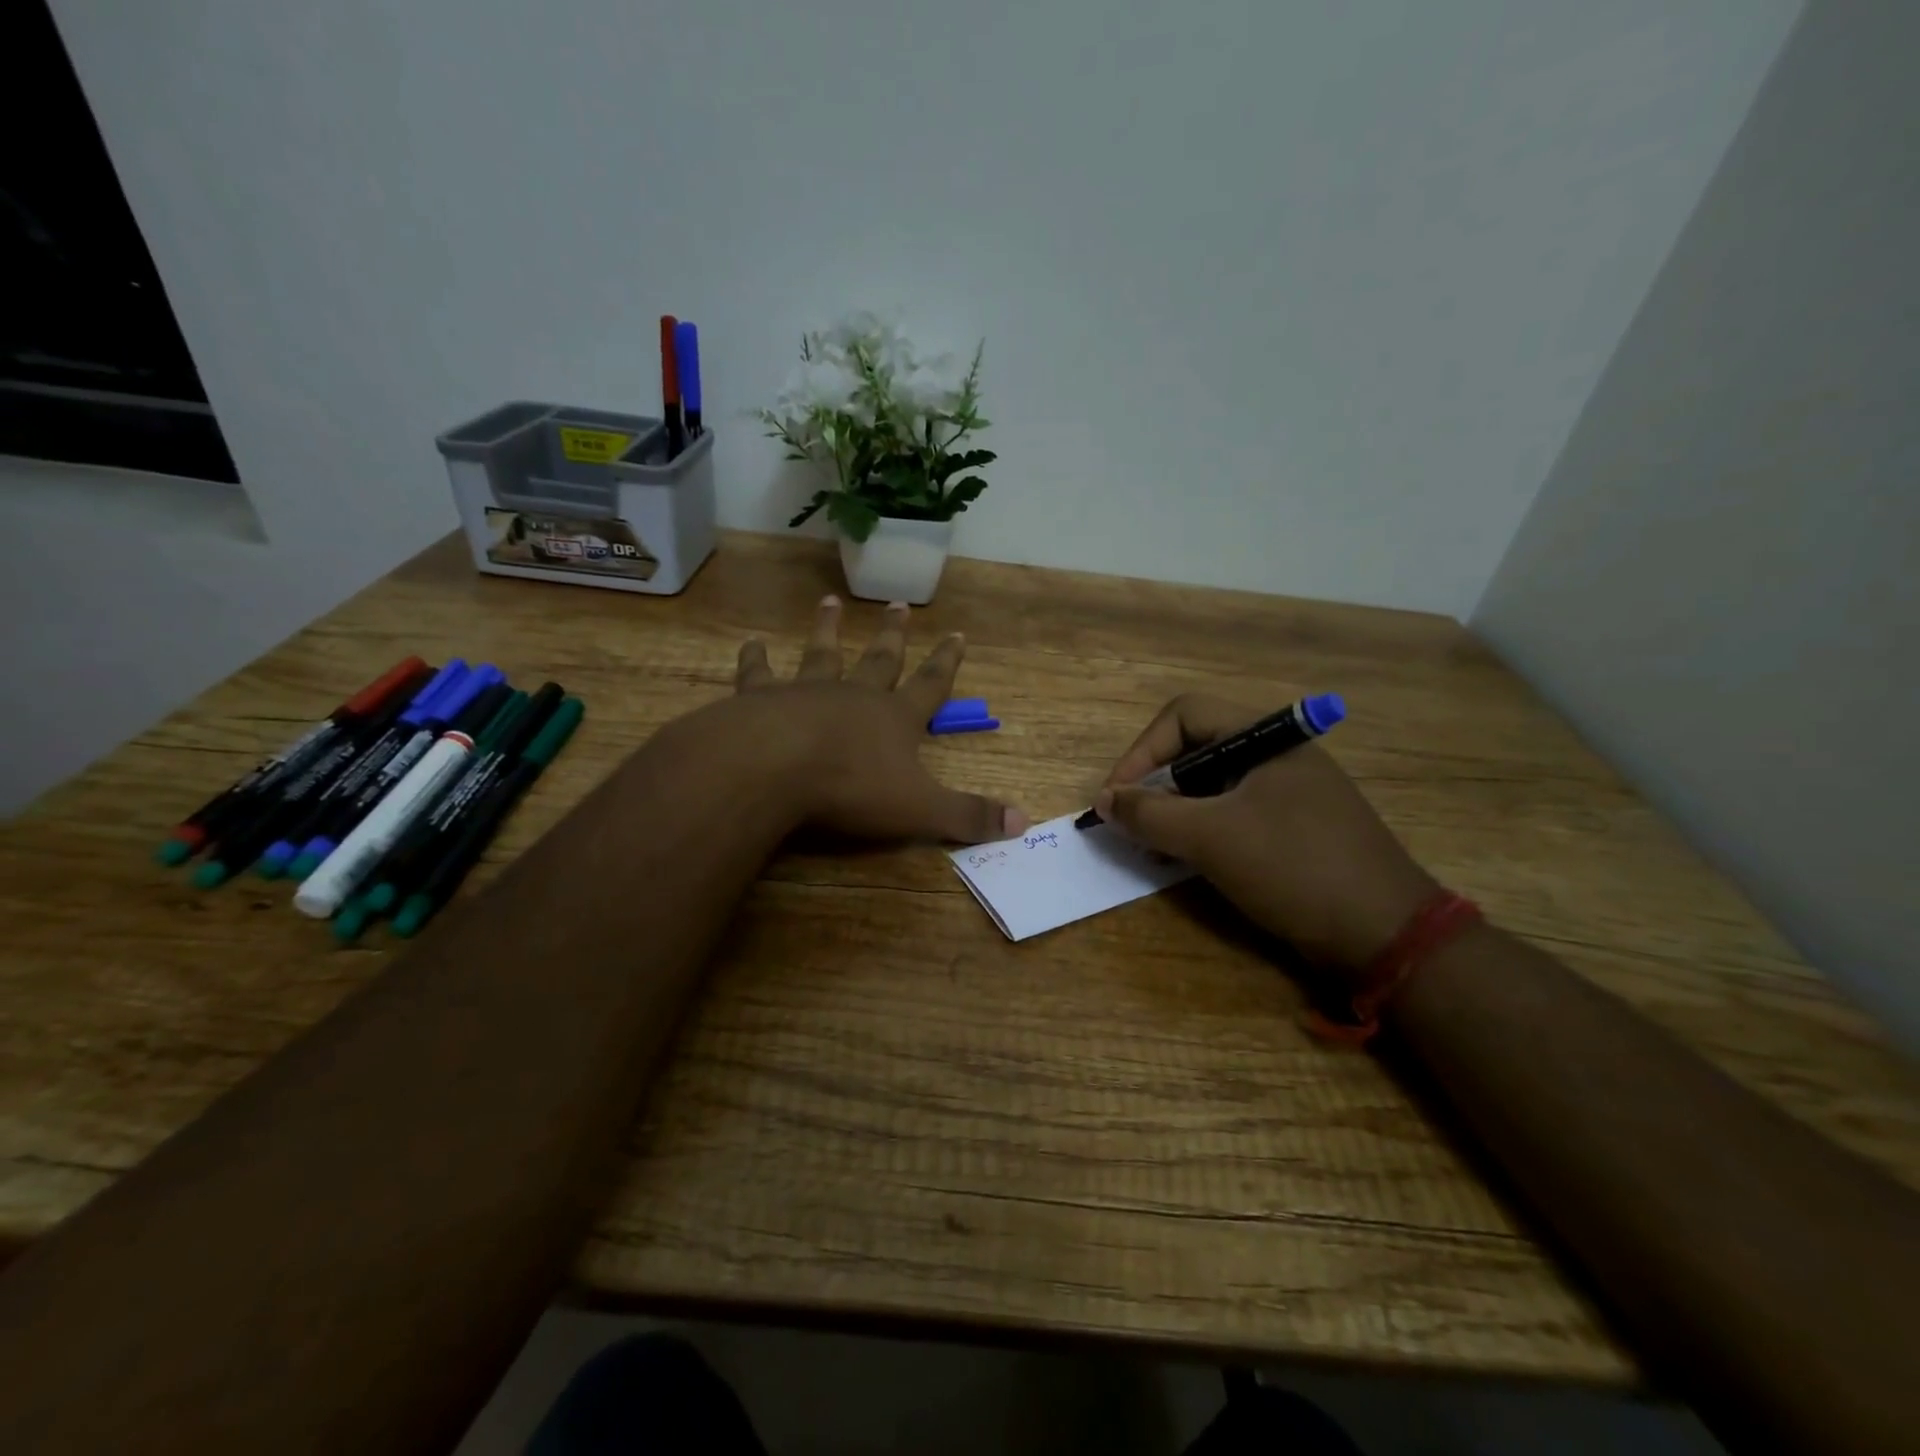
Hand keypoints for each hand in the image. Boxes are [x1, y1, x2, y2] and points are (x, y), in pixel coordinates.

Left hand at [694, 595, 1029, 843]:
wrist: (773, 768)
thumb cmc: (851, 788)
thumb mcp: (921, 809)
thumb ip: (969, 816)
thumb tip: (1024, 823)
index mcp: (895, 718)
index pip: (930, 684)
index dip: (946, 661)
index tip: (957, 633)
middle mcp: (854, 695)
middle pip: (879, 659)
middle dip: (892, 635)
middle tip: (898, 604)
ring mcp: (805, 692)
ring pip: (821, 654)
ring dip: (827, 629)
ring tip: (829, 602)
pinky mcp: (760, 698)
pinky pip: (759, 672)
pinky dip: (755, 658)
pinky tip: (751, 642)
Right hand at [1093, 695, 1437, 971]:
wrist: (1385, 934)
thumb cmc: (1294, 867)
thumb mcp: (1211, 837)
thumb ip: (1150, 814)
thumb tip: (1104, 800)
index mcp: (1266, 736)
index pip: (1183, 716)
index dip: (1141, 751)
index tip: (1117, 798)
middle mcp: (1277, 753)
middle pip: (1195, 749)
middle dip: (1154, 785)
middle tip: (1131, 825)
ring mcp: (1288, 791)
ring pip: (1211, 785)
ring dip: (1173, 811)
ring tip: (1152, 847)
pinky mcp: (1293, 826)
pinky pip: (1232, 813)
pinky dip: (1201, 830)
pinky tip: (1185, 860)